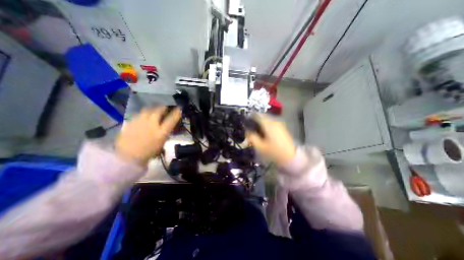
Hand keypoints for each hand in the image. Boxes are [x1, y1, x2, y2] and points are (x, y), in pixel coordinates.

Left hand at [115, 106, 179, 164]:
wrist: (128, 157)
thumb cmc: (148, 153)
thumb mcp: (161, 143)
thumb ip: (165, 134)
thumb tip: (166, 127)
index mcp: (161, 132)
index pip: (171, 119)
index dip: (176, 113)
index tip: (178, 108)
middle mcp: (152, 124)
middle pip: (158, 111)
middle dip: (163, 108)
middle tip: (164, 107)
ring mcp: (140, 122)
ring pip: (147, 110)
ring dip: (152, 109)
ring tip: (153, 110)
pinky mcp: (130, 122)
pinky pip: (139, 114)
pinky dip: (143, 114)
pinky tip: (143, 117)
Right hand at [246, 114, 296, 163]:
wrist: (290, 157)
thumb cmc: (274, 151)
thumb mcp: (260, 147)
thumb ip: (252, 137)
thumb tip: (247, 131)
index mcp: (268, 124)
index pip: (258, 115)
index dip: (251, 116)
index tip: (246, 120)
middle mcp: (274, 121)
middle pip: (263, 116)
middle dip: (256, 120)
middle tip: (251, 126)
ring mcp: (280, 124)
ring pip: (268, 120)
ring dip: (261, 122)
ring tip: (257, 130)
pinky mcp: (282, 128)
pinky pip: (272, 123)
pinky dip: (267, 125)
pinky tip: (265, 132)